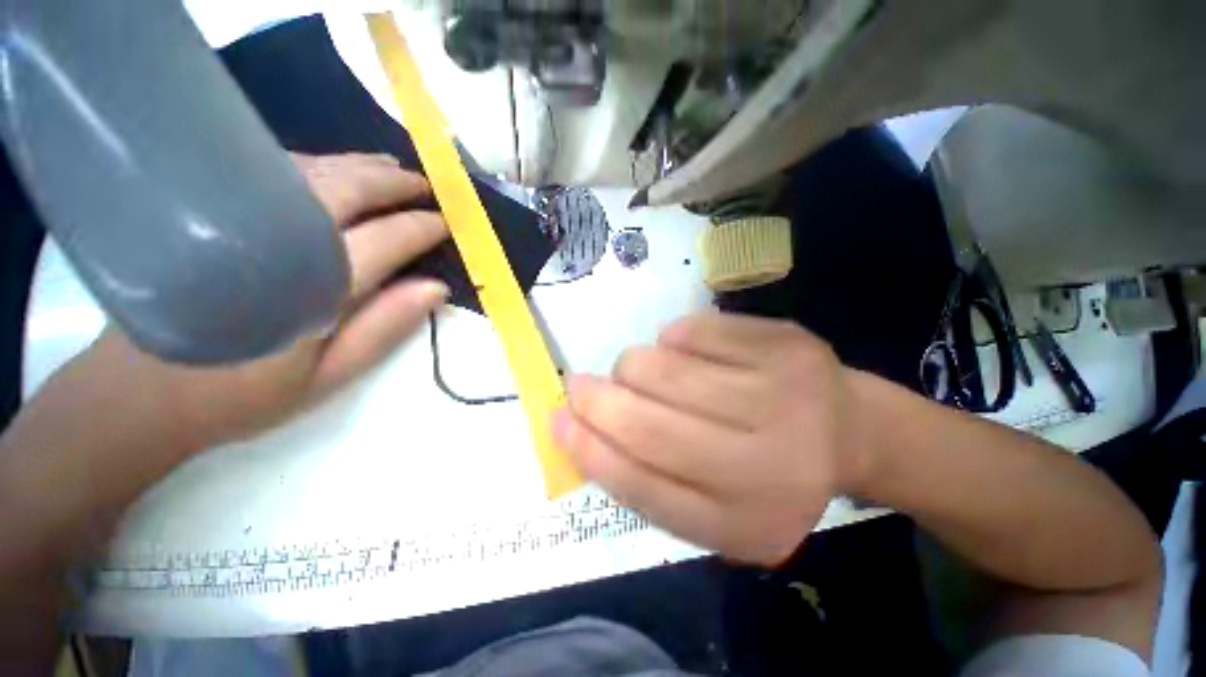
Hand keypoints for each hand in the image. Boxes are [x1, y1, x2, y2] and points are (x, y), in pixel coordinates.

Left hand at [69, 153, 449, 453]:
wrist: (139, 395)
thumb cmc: (243, 394)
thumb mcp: (329, 375)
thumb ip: (385, 327)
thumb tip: (437, 287)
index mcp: (312, 283)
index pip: (386, 239)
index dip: (422, 228)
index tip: (447, 224)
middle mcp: (276, 235)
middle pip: (349, 190)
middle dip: (395, 184)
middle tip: (427, 188)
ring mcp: (236, 214)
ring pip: (312, 170)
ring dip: (360, 167)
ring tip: (391, 169)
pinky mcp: (206, 208)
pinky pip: (274, 171)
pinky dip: (316, 164)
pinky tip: (334, 170)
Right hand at [553, 312, 869, 566]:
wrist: (852, 431)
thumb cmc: (768, 473)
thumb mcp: (712, 504)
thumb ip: (648, 479)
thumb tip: (580, 430)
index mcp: (745, 522)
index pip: (645, 489)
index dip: (590, 452)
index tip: (558, 421)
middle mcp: (768, 465)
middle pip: (651, 426)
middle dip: (598, 400)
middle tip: (579, 384)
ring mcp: (782, 395)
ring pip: (665, 369)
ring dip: (633, 368)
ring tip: (642, 372)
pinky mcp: (784, 344)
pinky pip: (693, 330)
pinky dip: (672, 339)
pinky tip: (685, 351)